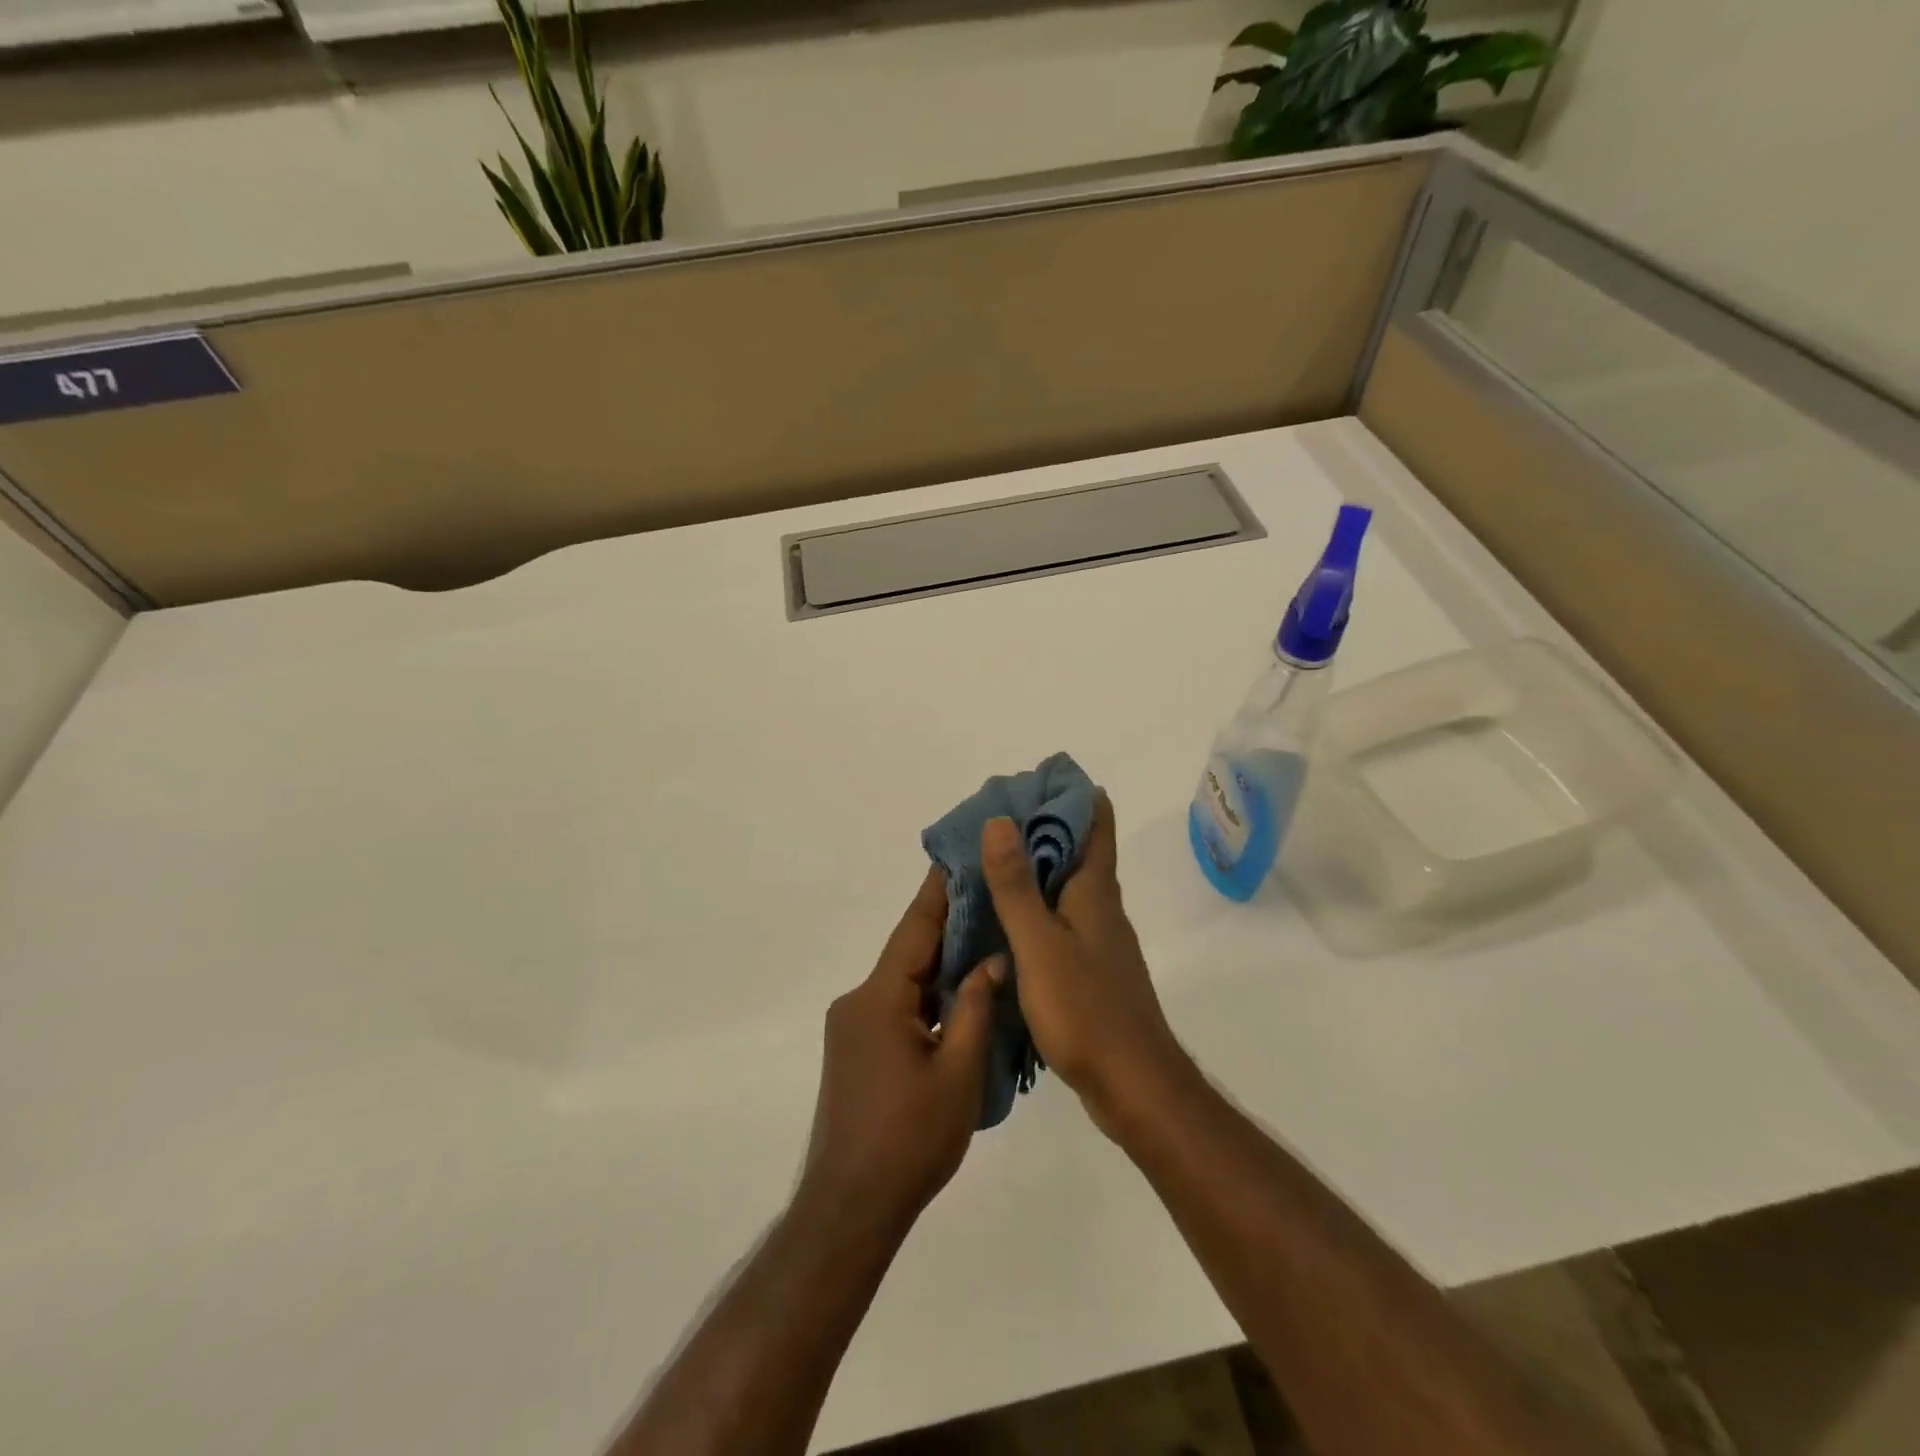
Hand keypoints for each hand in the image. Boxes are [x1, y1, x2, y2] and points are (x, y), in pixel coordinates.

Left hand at [798, 866, 1001, 1237]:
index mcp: (878, 998)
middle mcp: (857, 1002)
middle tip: (989, 895)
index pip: (915, 930)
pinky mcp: (855, 1051)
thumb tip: (992, 961)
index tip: (959, 857)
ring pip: (904, 982)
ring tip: (985, 939)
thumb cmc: (911, 1139)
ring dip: (939, 966)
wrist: (851, 1207)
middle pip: (909, 953)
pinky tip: (959, 995)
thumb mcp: (957, 1072)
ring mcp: (852, 1028)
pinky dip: (926, 996)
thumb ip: (974, 1009)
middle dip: (947, 927)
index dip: (939, 893)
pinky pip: (897, 1007)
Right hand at [981, 794, 1189, 1137]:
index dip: (1071, 794)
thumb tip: (1000, 820)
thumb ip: (1017, 886)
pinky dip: (1034, 908)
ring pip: (1066, 888)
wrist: (1134, 1087)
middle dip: (1042, 828)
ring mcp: (1099, 941)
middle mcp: (1101, 908)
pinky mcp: (1091, 971)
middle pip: (1078, 851)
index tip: (1035, 778)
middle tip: (993, 818)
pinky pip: (1059, 922)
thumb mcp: (1040, 944)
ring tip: (990, 862)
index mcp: (1095, 891)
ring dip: (1035, 869)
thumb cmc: (1087, 1010)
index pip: (1095, 823)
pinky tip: (1006, 922)